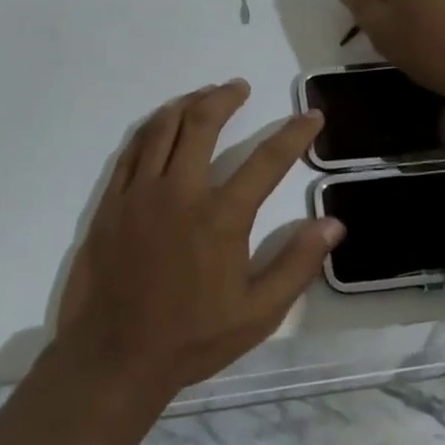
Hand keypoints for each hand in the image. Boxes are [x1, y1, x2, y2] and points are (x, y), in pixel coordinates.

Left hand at [53, 81, 340, 400]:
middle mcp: (180, 192)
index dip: (294, 134)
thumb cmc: (192, 338)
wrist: (114, 357)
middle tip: (240, 87)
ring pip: (163, 127)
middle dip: (226, 97)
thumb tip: (333, 224)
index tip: (311, 117)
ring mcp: (140, 192)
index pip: (267, 160)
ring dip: (187, 103)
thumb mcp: (258, 313)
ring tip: (205, 94)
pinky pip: (132, 149)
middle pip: (203, 123)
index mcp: (221, 217)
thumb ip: (296, 264)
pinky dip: (152, 128)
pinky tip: (162, 125)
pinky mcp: (112, 201)